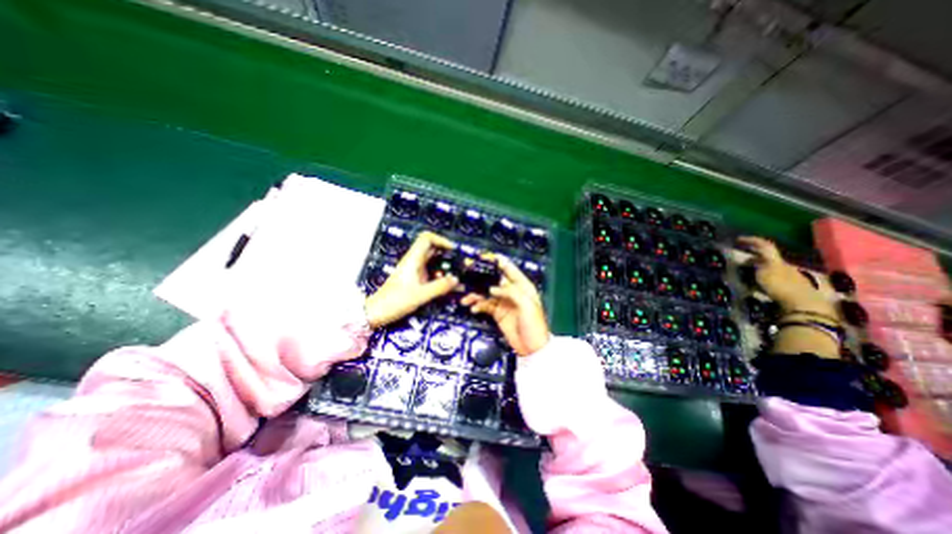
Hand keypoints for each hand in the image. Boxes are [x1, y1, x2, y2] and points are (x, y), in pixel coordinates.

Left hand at [363, 231, 459, 326]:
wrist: (376, 312)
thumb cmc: (394, 302)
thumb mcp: (420, 295)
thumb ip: (439, 287)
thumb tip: (456, 280)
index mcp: (413, 260)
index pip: (427, 238)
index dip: (441, 240)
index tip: (453, 250)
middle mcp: (413, 262)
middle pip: (432, 248)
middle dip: (446, 254)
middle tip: (458, 264)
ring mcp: (414, 270)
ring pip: (432, 261)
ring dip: (444, 266)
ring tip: (454, 276)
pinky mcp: (415, 279)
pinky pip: (430, 272)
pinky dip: (439, 275)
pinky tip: (445, 285)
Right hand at [461, 254, 551, 357]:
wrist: (532, 348)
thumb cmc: (534, 325)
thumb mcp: (527, 305)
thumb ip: (510, 293)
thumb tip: (492, 288)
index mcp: (523, 287)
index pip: (509, 269)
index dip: (497, 261)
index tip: (485, 256)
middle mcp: (512, 292)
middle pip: (494, 280)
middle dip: (481, 277)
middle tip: (468, 274)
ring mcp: (504, 303)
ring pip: (487, 293)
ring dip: (476, 294)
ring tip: (467, 298)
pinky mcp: (498, 313)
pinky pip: (485, 305)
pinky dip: (478, 306)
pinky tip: (473, 308)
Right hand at [734, 235, 833, 316]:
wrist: (805, 305)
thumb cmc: (782, 287)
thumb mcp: (764, 274)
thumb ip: (758, 265)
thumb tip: (752, 259)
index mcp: (778, 261)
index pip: (765, 246)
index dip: (752, 241)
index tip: (739, 239)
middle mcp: (786, 266)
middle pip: (770, 258)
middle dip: (756, 257)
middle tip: (743, 261)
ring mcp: (792, 278)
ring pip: (774, 268)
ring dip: (761, 268)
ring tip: (749, 274)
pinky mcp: (794, 289)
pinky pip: (776, 279)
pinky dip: (767, 278)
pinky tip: (761, 285)